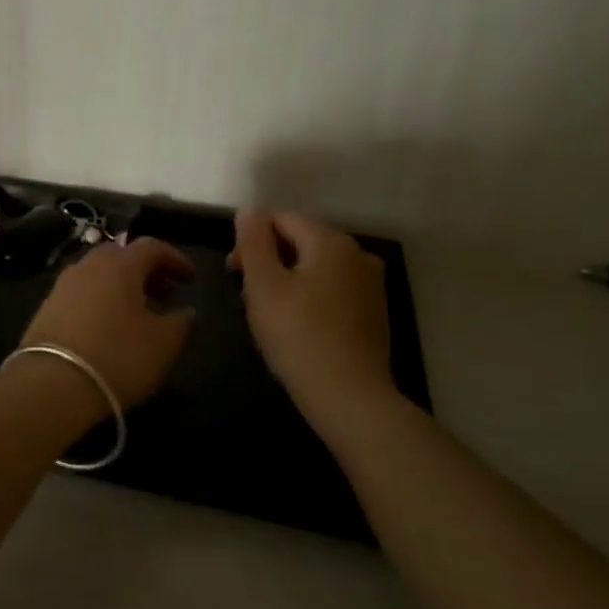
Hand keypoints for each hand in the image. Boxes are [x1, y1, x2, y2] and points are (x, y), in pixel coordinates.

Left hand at [18, 238, 196, 407]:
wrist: (51, 384)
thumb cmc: (117, 357)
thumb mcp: (163, 344)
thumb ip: (181, 323)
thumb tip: (186, 312)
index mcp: (120, 265)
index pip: (152, 247)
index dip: (174, 259)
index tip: (190, 277)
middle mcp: (89, 265)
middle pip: (122, 255)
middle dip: (146, 270)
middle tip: (164, 293)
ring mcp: (63, 284)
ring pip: (99, 274)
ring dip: (121, 285)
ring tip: (137, 312)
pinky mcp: (46, 306)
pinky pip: (81, 292)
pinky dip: (100, 299)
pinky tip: (107, 326)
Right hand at [231, 209, 394, 431]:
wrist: (351, 399)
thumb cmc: (299, 336)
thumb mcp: (264, 285)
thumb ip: (253, 241)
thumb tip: (249, 210)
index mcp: (331, 241)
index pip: (280, 219)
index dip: (250, 240)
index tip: (234, 273)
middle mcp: (357, 253)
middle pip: (300, 241)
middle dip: (269, 260)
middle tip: (247, 296)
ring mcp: (371, 284)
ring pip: (316, 267)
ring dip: (288, 280)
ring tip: (270, 314)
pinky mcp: (374, 312)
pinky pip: (333, 290)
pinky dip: (311, 297)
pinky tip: (299, 326)